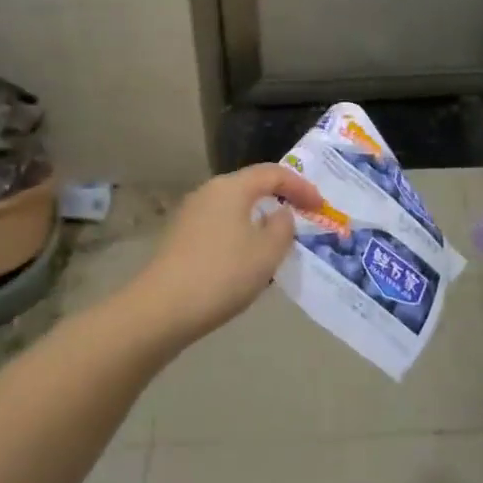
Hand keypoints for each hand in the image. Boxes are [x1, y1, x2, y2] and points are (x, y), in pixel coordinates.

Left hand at [122, 163, 323, 347]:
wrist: (161, 309)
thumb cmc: (223, 274)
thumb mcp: (267, 252)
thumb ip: (283, 226)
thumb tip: (279, 213)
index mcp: (231, 187)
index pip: (274, 173)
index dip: (301, 186)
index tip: (321, 206)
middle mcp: (208, 192)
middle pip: (251, 186)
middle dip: (280, 199)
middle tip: (303, 217)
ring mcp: (190, 215)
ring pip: (235, 208)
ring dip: (260, 220)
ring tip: (279, 241)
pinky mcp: (181, 239)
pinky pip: (221, 226)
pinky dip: (241, 234)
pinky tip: (248, 259)